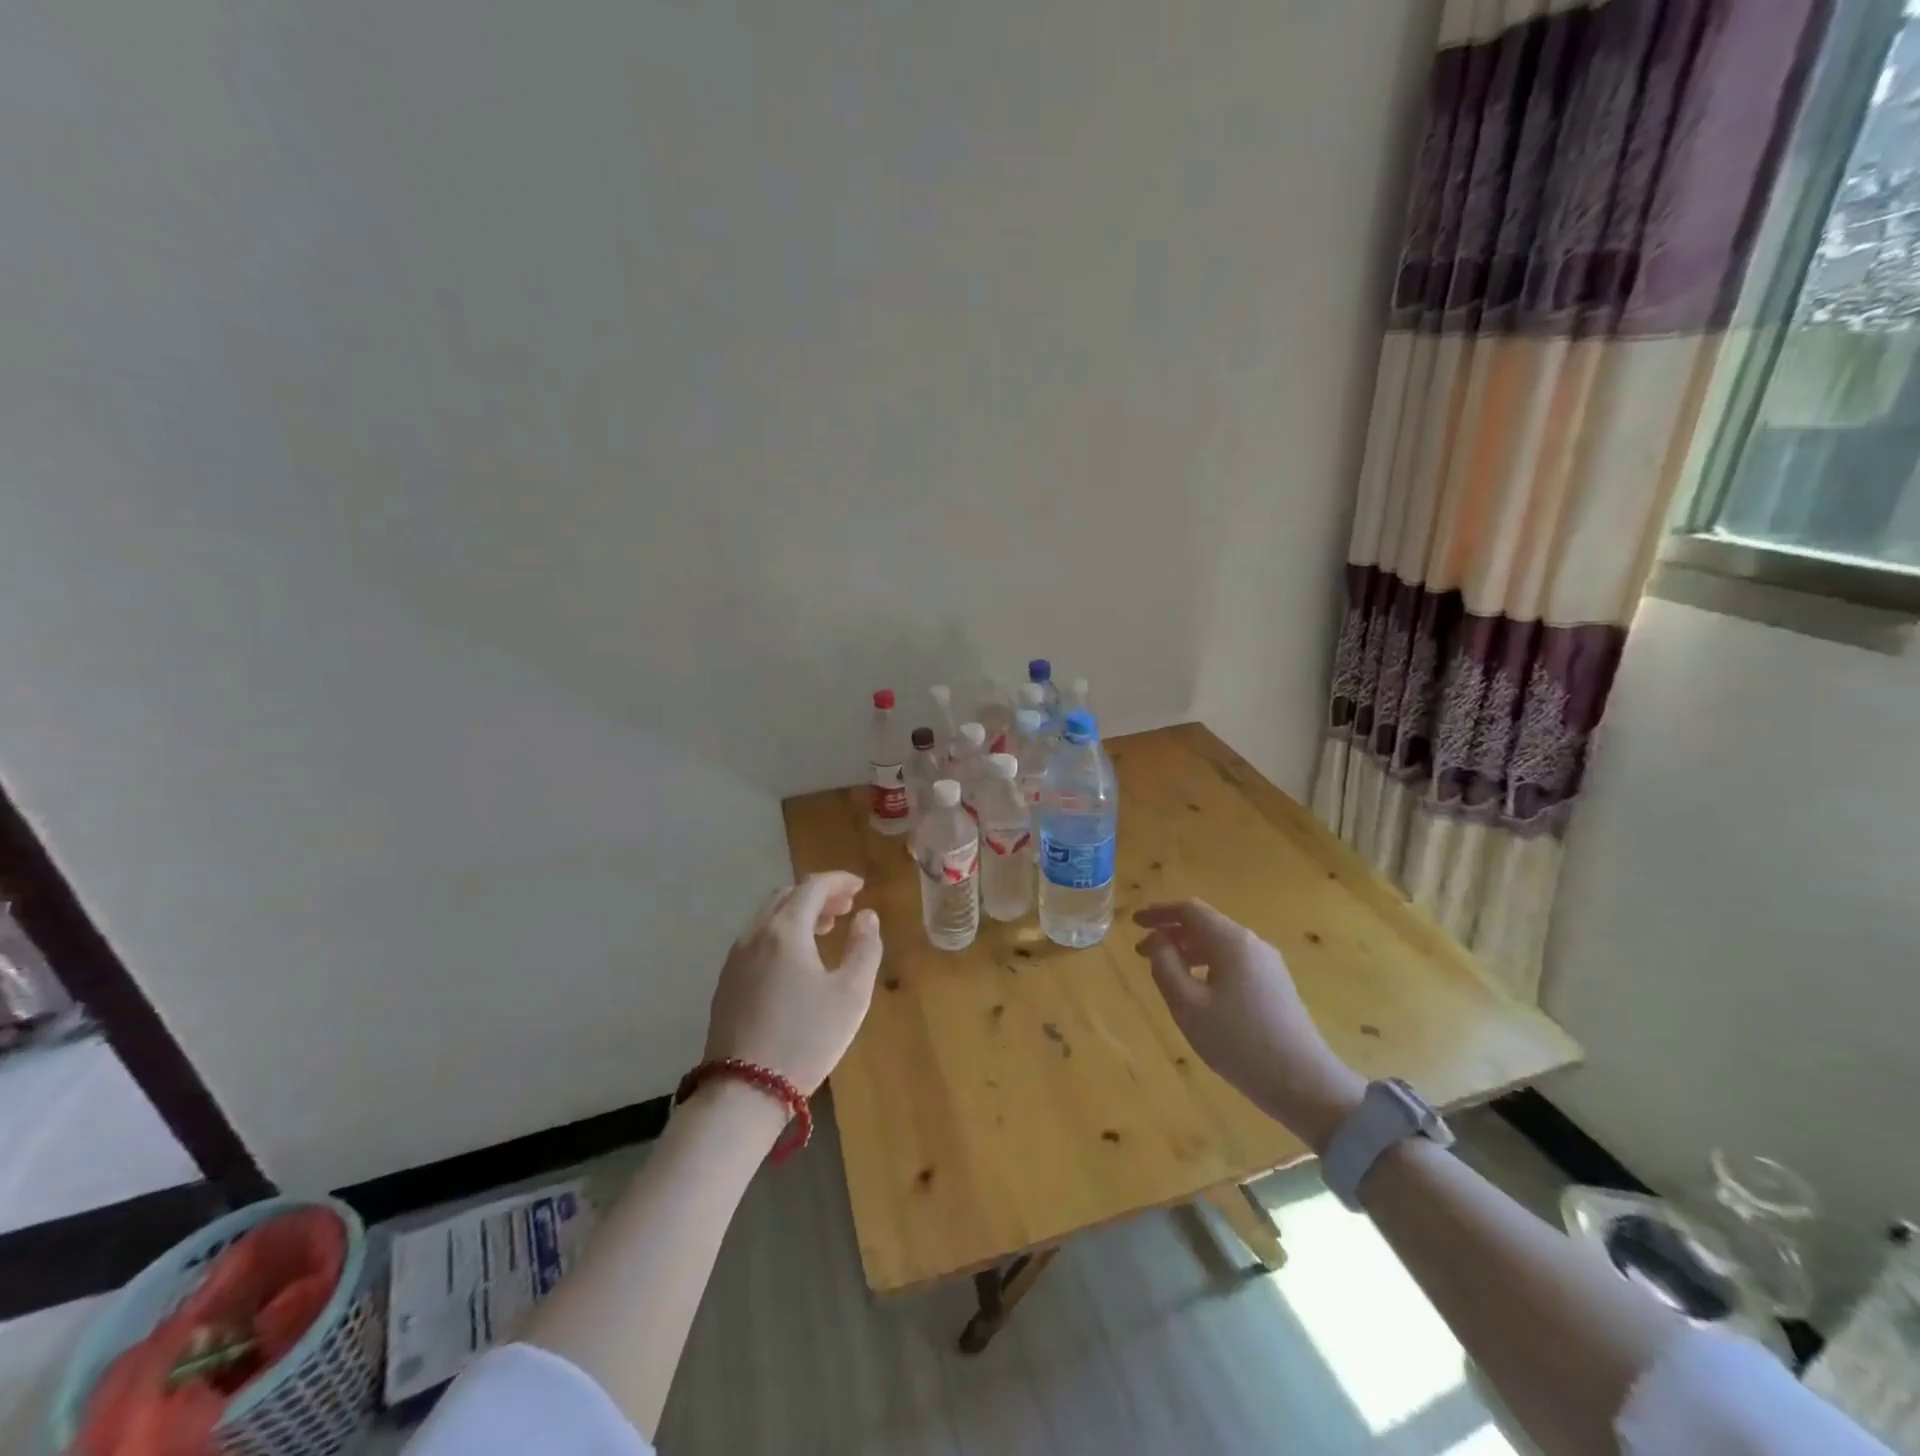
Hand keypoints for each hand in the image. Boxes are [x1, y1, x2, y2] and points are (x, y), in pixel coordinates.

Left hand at [705, 871, 882, 1095]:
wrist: (744, 1091)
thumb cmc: (806, 1039)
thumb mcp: (851, 994)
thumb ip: (864, 947)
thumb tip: (866, 916)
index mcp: (785, 930)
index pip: (812, 887)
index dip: (839, 881)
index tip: (861, 886)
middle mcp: (755, 935)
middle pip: (787, 896)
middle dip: (818, 895)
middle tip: (846, 908)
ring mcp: (735, 958)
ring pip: (768, 917)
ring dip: (798, 913)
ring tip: (825, 930)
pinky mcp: (726, 982)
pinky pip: (756, 939)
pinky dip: (780, 933)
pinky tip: (795, 960)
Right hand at [1134, 900, 1363, 1152]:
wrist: (1305, 1084)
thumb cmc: (1238, 1043)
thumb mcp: (1188, 1005)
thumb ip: (1165, 966)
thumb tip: (1157, 940)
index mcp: (1231, 941)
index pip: (1189, 910)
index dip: (1159, 912)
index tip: (1135, 922)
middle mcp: (1252, 943)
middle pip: (1206, 924)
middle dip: (1171, 932)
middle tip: (1143, 952)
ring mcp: (1268, 964)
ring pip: (1220, 943)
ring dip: (1189, 949)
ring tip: (1166, 972)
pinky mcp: (1276, 984)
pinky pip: (1234, 960)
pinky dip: (1207, 963)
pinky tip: (1198, 989)